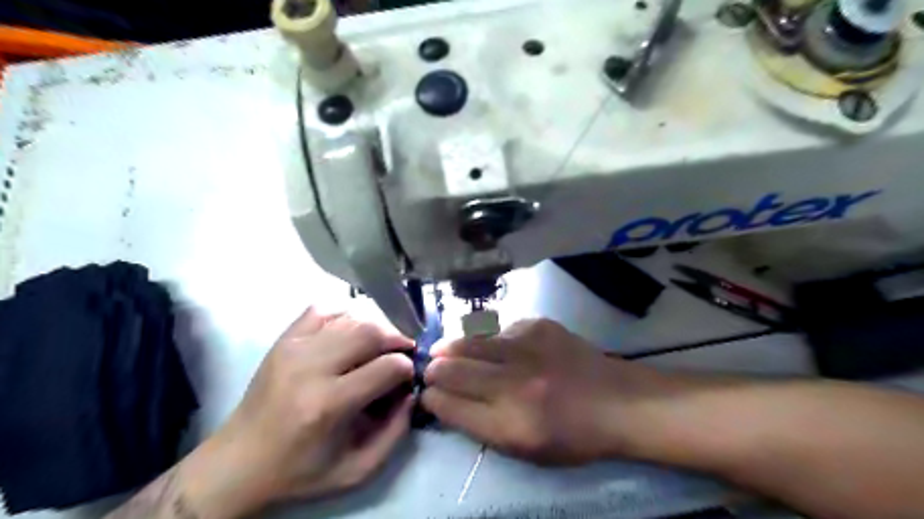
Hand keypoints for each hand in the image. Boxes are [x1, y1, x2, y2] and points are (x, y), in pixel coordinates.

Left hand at [191, 309, 414, 513]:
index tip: (408, 376)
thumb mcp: (356, 470)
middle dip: (396, 338)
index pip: (387, 366)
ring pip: (351, 317)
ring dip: (375, 326)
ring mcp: (294, 348)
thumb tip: (411, 392)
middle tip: (403, 350)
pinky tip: (351, 332)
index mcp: (329, 404)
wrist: (238, 462)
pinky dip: (345, 315)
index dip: (407, 367)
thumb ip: (395, 433)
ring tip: (381, 343)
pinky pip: (323, 310)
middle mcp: (311, 368)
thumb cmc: (299, 470)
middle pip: (370, 331)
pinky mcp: (283, 340)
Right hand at [421, 318, 652, 463]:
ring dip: (451, 348)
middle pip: (453, 370)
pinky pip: (497, 330)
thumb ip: (481, 427)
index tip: (428, 395)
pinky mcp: (537, 325)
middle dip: (434, 370)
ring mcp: (527, 348)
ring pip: (469, 342)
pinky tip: (492, 346)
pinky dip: (487, 339)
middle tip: (431, 370)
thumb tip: (446, 401)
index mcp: (510, 425)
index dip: (432, 399)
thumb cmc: (572, 435)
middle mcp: (515, 384)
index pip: (450, 406)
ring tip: (444, 350)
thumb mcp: (525, 450)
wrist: (617, 401)